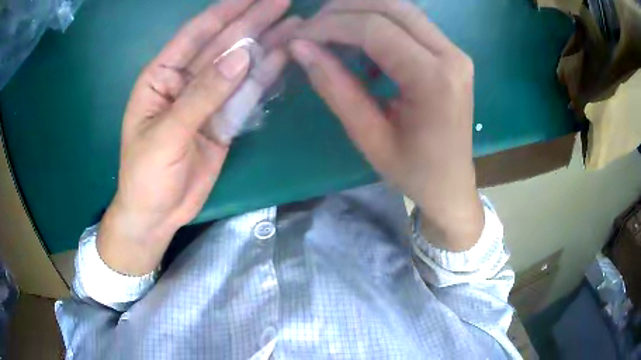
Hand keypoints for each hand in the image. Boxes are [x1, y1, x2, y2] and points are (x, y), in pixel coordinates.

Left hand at [99, 0, 291, 275]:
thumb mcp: (167, 134)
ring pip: (239, 66)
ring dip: (266, 44)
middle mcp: (185, 81)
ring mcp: (207, 100)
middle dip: (252, 20)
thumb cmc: (146, 175)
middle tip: (283, 1)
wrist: (157, 214)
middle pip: (223, 44)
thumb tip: (241, 57)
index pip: (196, 34)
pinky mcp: (224, 120)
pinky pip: (246, 93)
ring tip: (295, 24)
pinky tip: (284, 56)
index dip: (225, 11)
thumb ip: (202, 95)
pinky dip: (265, 76)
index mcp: (161, 76)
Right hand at [290, 0, 483, 250]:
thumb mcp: (369, 137)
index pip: (375, 29)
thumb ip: (335, 87)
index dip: (331, 25)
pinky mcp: (450, 53)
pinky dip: (378, 22)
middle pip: (391, 6)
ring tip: (329, 29)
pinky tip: (361, 43)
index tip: (299, 36)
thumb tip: (300, 47)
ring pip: (401, 8)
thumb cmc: (413, 172)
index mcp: (435, 80)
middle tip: (311, 27)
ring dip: (360, 11)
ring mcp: (455, 51)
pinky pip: (410, 22)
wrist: (451, 184)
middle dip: (343, 9)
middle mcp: (451, 55)